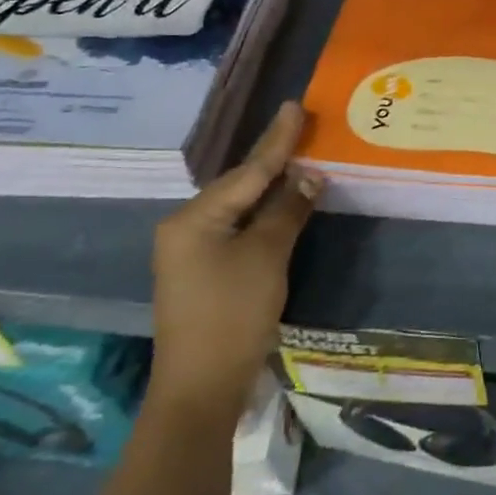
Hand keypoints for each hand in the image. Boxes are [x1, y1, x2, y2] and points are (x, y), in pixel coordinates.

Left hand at [150, 102, 320, 418]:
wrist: (200, 388)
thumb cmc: (233, 314)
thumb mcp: (267, 256)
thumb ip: (288, 209)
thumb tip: (310, 175)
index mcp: (194, 217)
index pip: (248, 171)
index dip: (277, 139)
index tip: (294, 106)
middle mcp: (185, 226)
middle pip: (239, 184)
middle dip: (273, 159)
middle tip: (300, 127)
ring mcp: (190, 250)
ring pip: (238, 206)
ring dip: (270, 187)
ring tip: (297, 157)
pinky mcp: (202, 270)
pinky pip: (237, 227)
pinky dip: (262, 213)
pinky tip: (282, 202)